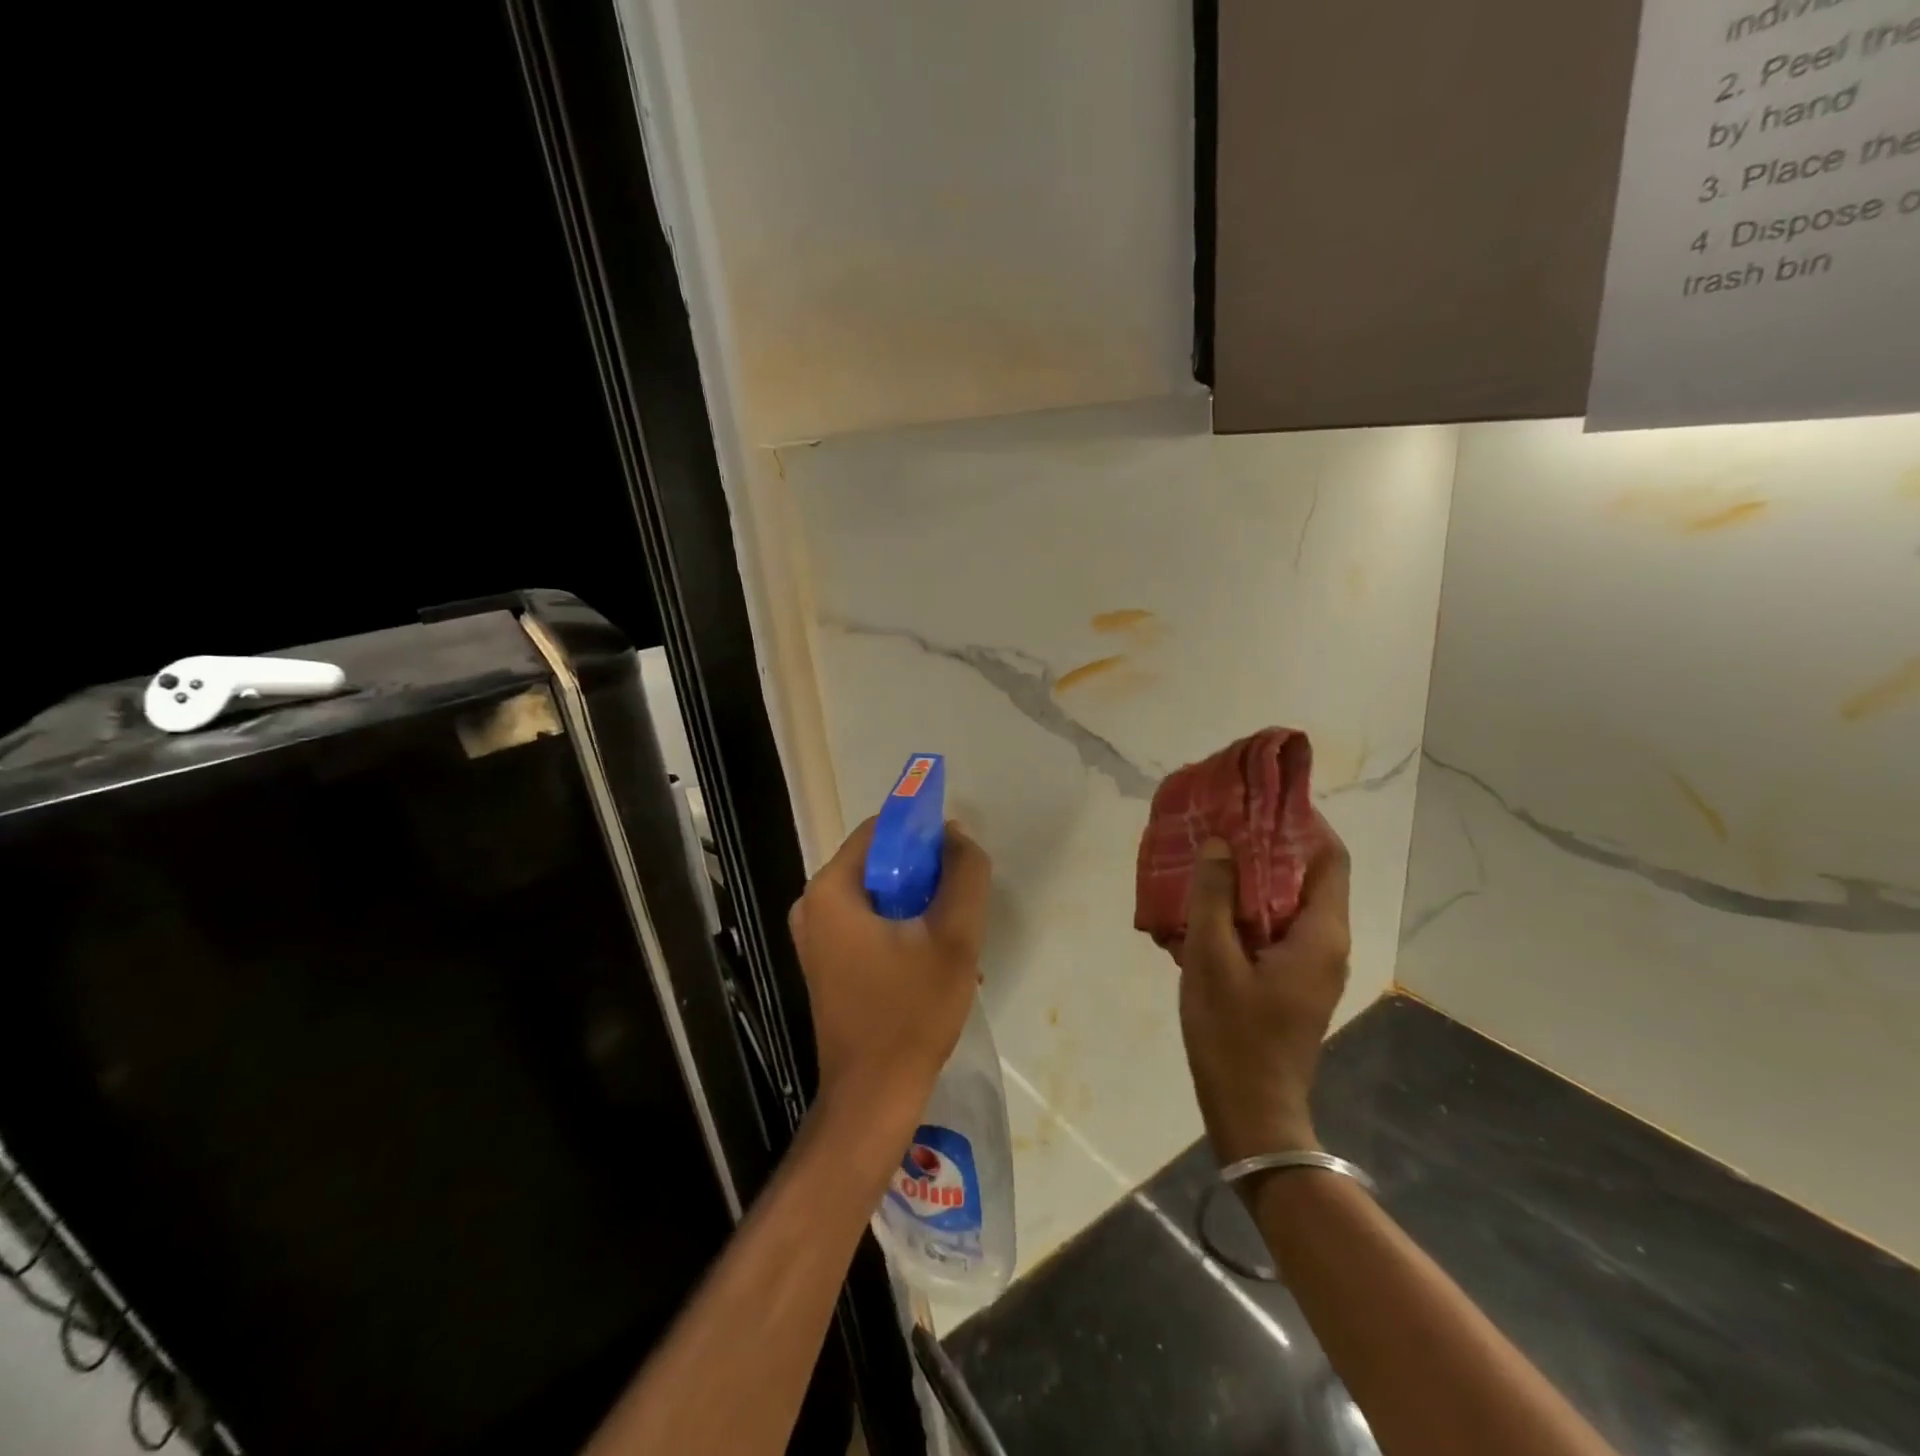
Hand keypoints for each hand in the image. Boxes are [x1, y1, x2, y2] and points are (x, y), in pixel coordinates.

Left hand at [788, 818, 991, 1122]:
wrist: (874, 1097)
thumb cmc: (911, 1012)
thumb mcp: (953, 937)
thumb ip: (964, 874)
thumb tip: (956, 835)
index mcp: (831, 889)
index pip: (881, 829)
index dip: (924, 832)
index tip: (959, 856)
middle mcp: (813, 905)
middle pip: (879, 862)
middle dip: (925, 875)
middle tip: (960, 904)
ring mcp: (816, 937)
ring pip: (879, 895)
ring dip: (919, 905)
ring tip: (952, 938)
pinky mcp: (826, 962)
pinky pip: (869, 922)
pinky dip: (902, 928)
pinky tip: (933, 960)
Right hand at [1174, 828, 1351, 1163]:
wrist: (1252, 1112)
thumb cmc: (1233, 1033)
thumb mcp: (1212, 958)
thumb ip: (1215, 896)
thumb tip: (1222, 843)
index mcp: (1320, 933)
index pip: (1330, 858)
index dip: (1303, 823)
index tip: (1263, 800)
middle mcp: (1327, 943)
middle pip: (1310, 876)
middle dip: (1271, 845)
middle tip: (1225, 823)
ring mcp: (1311, 966)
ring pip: (1290, 902)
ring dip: (1255, 877)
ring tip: (1211, 856)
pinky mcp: (1292, 982)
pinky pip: (1276, 928)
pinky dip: (1249, 907)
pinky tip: (1209, 906)